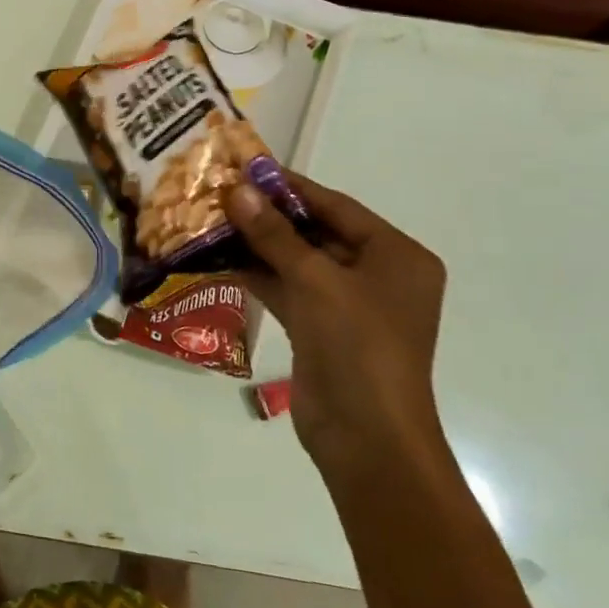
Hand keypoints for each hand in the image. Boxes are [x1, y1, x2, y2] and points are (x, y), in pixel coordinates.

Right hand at [225, 172, 447, 466]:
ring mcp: (349, 305)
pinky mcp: (323, 330)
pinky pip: (289, 290)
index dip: (290, 187)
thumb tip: (237, 190)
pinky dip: (260, 275)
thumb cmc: (357, 346)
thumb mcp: (315, 281)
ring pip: (299, 262)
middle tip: (221, 193)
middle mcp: (377, 276)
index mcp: (396, 256)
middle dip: (269, 216)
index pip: (337, 207)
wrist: (367, 439)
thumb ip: (274, 234)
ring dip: (259, 245)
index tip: (246, 168)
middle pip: (317, 232)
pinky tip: (221, 259)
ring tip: (212, 220)